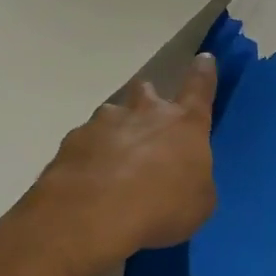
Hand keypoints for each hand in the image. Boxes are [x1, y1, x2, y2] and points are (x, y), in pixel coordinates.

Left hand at [19, 54, 218, 265]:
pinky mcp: (72, 141)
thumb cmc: (162, 208)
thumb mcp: (198, 203)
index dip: (203, 72)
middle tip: (147, 126)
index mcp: (185, 124)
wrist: (92, 216)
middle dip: (148, 101)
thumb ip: (194, 181)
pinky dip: (90, 157)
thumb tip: (184, 177)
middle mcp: (145, 113)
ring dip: (116, 133)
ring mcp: (104, 123)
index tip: (204, 58)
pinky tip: (89, 183)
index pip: (200, 87)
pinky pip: (85, 143)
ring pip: (112, 116)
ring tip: (114, 166)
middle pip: (147, 90)